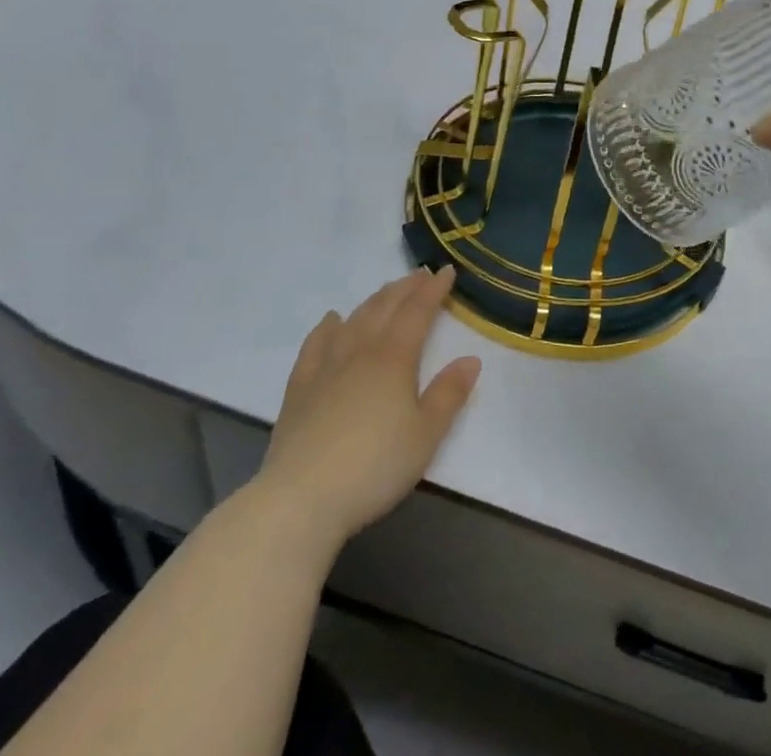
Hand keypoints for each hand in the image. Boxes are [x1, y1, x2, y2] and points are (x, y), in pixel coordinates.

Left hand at [253, 265, 480, 546]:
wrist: (301, 498)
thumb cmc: (374, 466)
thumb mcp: (426, 435)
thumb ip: (449, 394)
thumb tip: (471, 359)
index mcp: (394, 358)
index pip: (418, 311)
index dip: (433, 290)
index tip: (446, 271)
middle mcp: (360, 351)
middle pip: (385, 307)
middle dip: (405, 288)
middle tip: (421, 275)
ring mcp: (326, 366)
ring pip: (353, 319)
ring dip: (374, 300)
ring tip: (387, 291)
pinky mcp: (299, 388)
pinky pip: (315, 344)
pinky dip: (327, 326)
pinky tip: (332, 320)